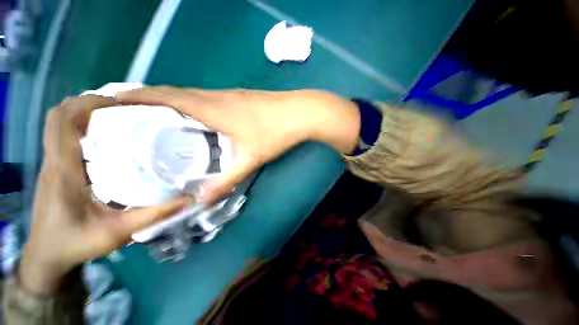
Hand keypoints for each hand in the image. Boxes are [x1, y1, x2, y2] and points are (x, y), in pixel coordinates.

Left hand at [20, 95, 190, 294]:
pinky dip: (84, 130)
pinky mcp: (58, 170)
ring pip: (62, 124)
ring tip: (120, 118)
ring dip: (86, 114)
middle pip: (60, 115)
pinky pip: (66, 138)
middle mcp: (55, 160)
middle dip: (88, 103)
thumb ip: (153, 215)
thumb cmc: (75, 244)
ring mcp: (54, 164)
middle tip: (124, 108)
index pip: (62, 120)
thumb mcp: (117, 233)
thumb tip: (187, 199)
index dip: (87, 103)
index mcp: (63, 170)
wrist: (47, 257)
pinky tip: (110, 140)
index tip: (120, 103)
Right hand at [117, 87, 360, 202]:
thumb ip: (226, 180)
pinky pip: (210, 100)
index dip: (137, 96)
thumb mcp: (250, 158)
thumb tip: (203, 200)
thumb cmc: (275, 132)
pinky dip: (195, 106)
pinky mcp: (242, 98)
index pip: (165, 96)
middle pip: (176, 93)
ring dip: (174, 103)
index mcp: (212, 108)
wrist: (300, 113)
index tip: (115, 101)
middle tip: (132, 116)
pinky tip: (198, 120)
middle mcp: (217, 97)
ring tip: (158, 119)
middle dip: (151, 100)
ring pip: (194, 95)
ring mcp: (231, 95)